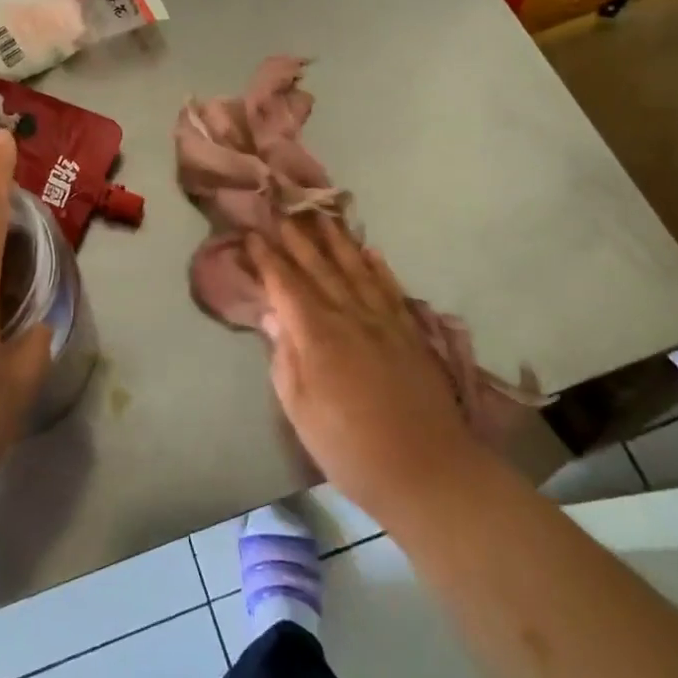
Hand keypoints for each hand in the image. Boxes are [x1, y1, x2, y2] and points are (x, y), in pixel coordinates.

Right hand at [247, 217, 480, 531]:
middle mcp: (349, 315)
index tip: (250, 234)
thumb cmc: (350, 448)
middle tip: (281, 208)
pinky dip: (377, 265)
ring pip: (355, 267)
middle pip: (318, 266)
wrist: (427, 470)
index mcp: (316, 334)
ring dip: (336, 239)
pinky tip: (369, 250)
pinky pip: (389, 287)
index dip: (266, 257)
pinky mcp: (408, 331)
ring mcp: (383, 320)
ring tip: (321, 214)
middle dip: (297, 236)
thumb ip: (283, 357)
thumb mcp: (300, 410)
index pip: (285, 283)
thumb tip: (271, 315)